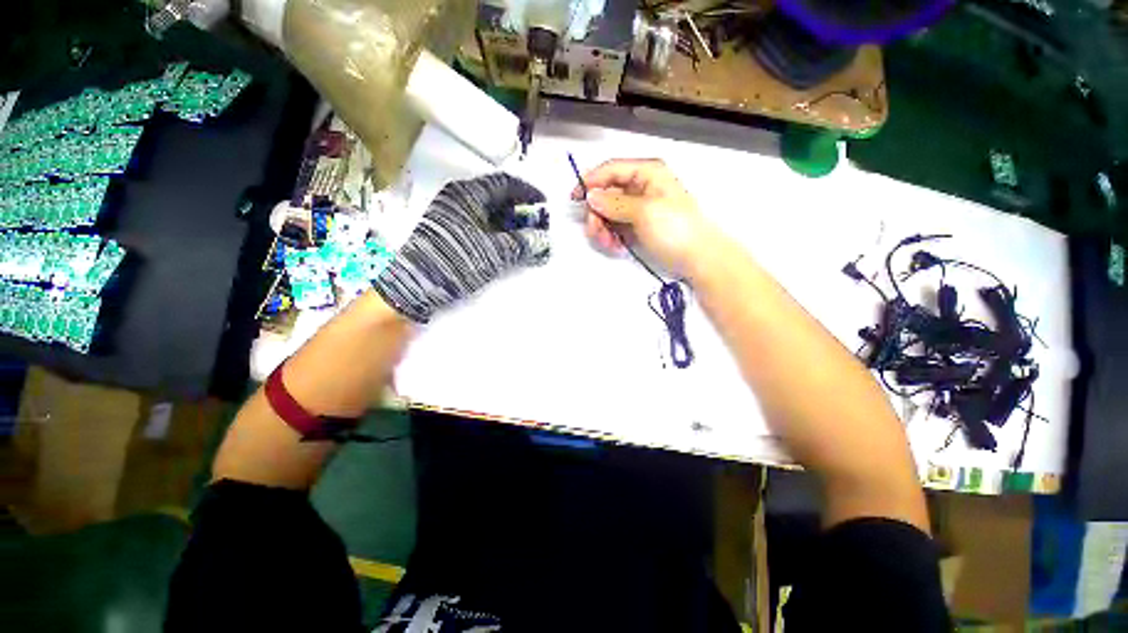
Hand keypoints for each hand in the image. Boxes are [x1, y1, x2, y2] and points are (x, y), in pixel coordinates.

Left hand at [374, 173, 548, 322]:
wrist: (415, 287)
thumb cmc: (455, 261)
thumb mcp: (493, 253)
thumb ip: (522, 244)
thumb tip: (545, 240)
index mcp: (467, 194)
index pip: (504, 183)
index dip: (528, 192)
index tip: (545, 205)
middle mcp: (459, 200)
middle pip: (498, 198)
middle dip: (521, 212)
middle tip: (539, 227)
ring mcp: (454, 218)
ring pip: (490, 215)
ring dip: (512, 225)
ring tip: (528, 239)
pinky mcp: (452, 235)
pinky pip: (482, 228)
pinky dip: (499, 235)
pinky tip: (510, 247)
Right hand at [572, 158, 713, 276]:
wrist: (697, 257)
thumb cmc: (675, 229)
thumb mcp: (644, 212)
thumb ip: (614, 203)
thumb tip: (590, 196)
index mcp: (646, 172)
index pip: (610, 169)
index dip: (590, 181)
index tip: (574, 199)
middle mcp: (641, 186)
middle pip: (606, 193)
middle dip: (597, 214)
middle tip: (595, 233)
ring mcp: (639, 207)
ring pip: (608, 212)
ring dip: (603, 228)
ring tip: (609, 244)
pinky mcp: (638, 224)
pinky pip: (616, 225)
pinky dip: (612, 236)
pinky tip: (616, 246)